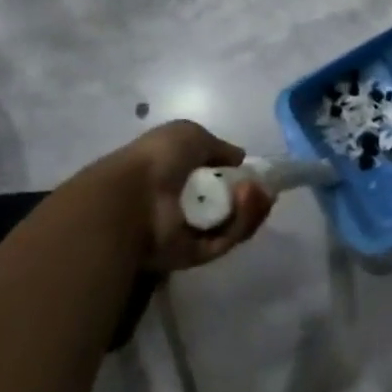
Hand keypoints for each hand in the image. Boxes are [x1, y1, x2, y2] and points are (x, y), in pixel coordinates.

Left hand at [110, 121, 273, 271]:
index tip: (255, 174)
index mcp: (180, 178)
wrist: (131, 198)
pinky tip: (246, 200)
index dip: (240, 178)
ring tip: (251, 190)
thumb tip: (238, 159)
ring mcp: (190, 233)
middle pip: (232, 206)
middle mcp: (186, 207)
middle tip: (259, 186)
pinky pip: (226, 240)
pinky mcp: (195, 255)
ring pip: (234, 224)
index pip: (218, 182)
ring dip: (250, 206)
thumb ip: (218, 146)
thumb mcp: (189, 135)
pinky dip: (241, 222)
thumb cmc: (157, 160)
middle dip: (252, 195)